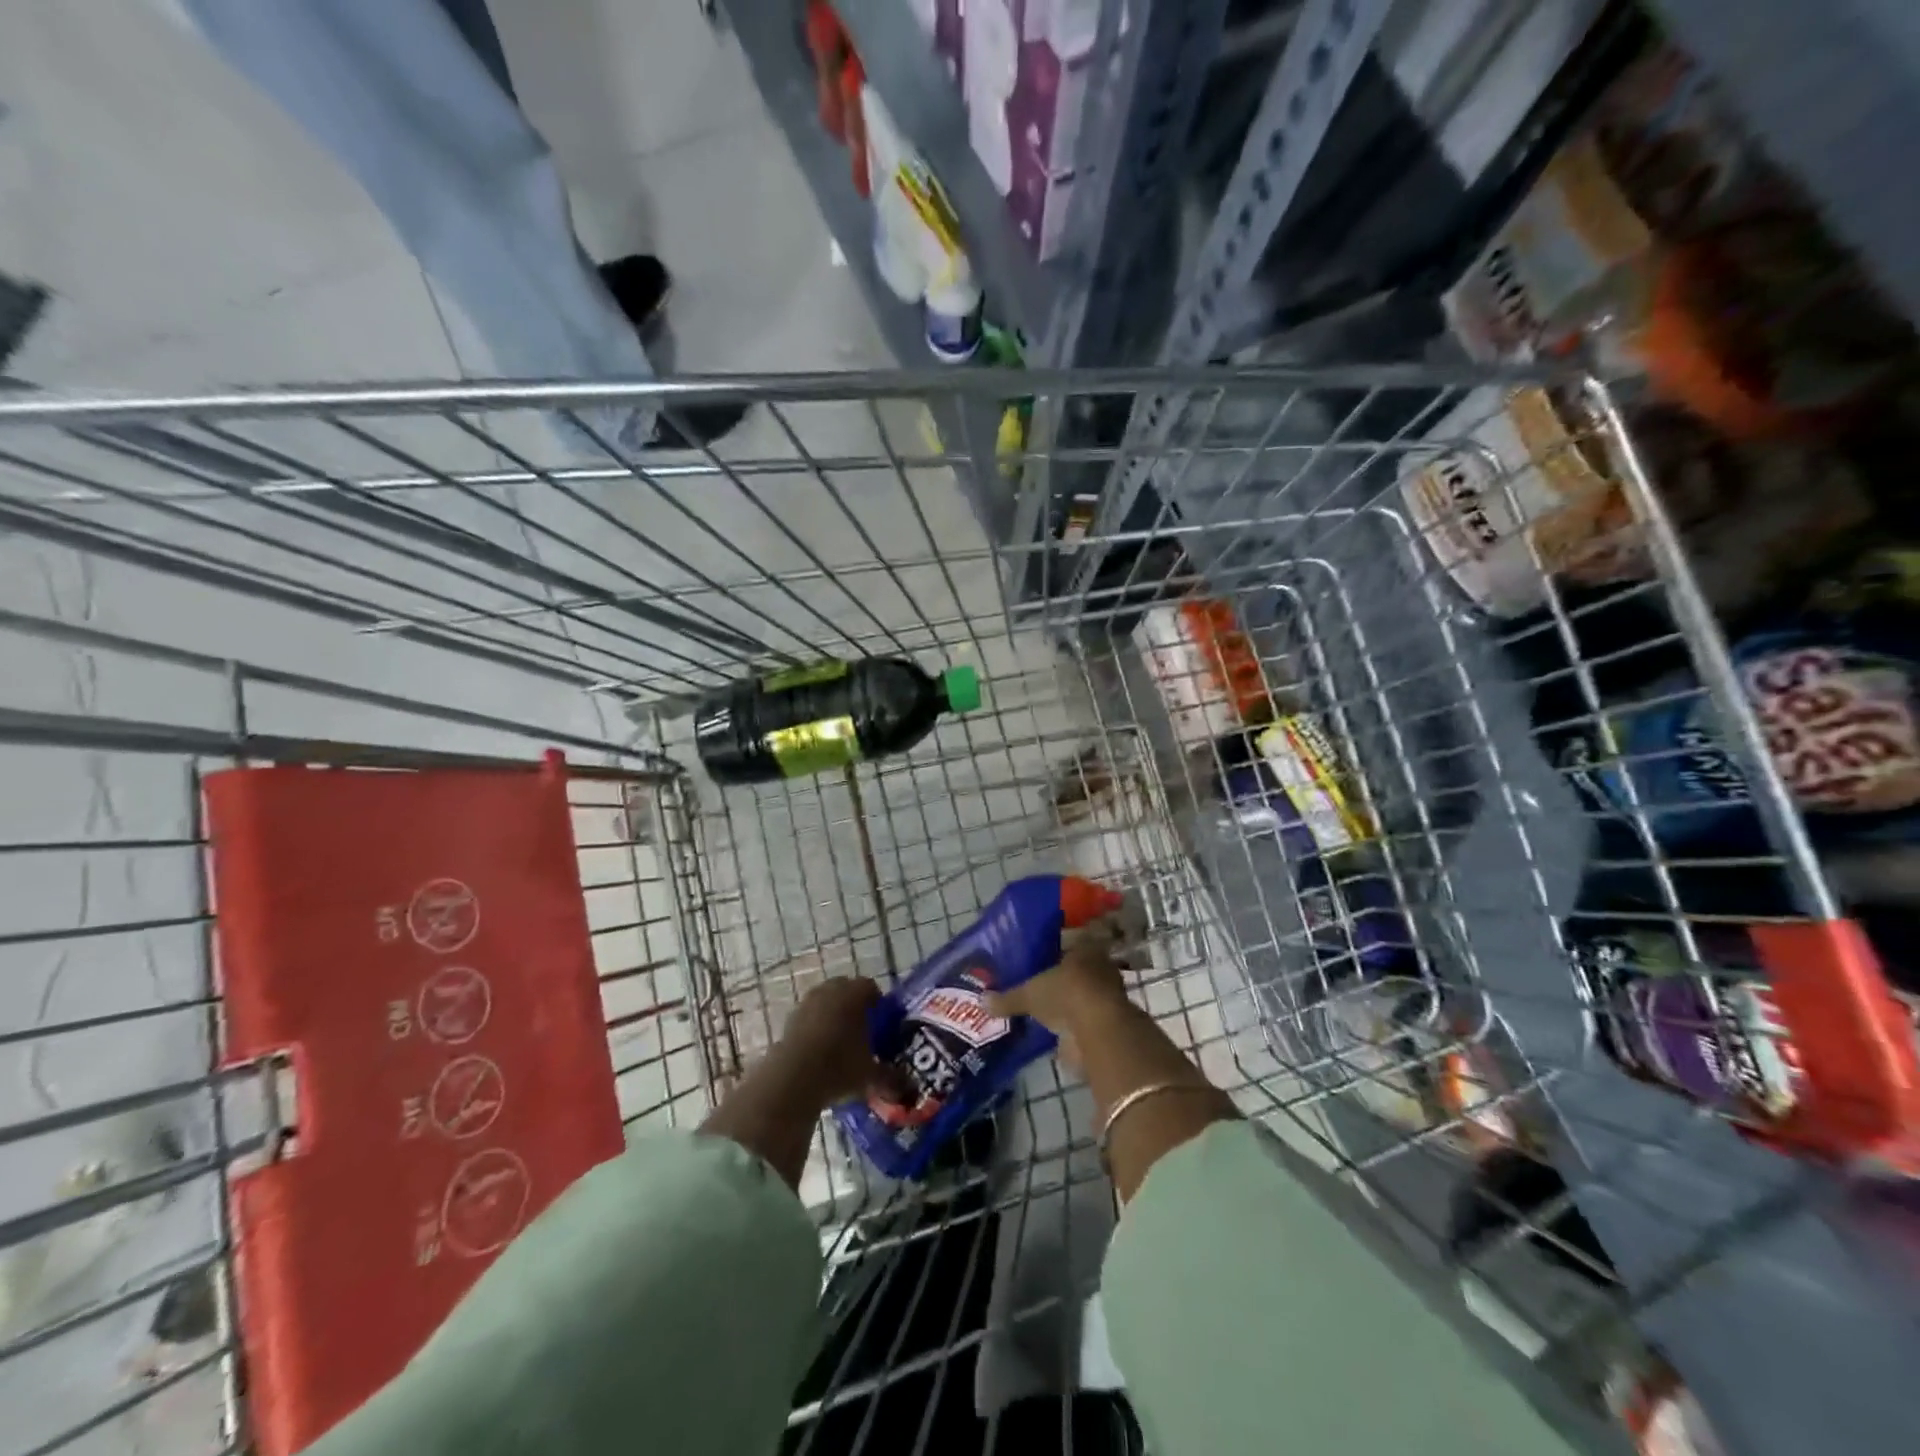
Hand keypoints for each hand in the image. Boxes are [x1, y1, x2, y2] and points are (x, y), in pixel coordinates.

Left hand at [776, 977, 897, 1107]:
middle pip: (846, 990)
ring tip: (840, 1043)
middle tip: (863, 1031)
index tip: (882, 1024)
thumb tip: (911, 1088)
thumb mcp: (871, 1076)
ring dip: (833, 1016)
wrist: (792, 1079)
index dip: (878, 1004)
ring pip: (825, 1003)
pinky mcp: (789, 1019)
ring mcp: (807, 1003)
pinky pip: (808, 1018)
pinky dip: (815, 1029)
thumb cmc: (839, 1067)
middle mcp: (831, 990)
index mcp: (854, 994)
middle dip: (854, 1007)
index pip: (871, 988)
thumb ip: (892, 1078)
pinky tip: (820, 1053)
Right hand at [986, 918, 1132, 1068]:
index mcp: (1084, 948)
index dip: (1052, 950)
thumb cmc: (1066, 994)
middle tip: (1038, 985)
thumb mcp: (1029, 994)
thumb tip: (982, 1000)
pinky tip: (1055, 1030)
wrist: (1098, 1031)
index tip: (1036, 959)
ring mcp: (1106, 996)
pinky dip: (1072, 1024)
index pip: (1068, 943)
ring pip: (1082, 994)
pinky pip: (1084, 1018)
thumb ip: (1008, 998)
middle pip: (1076, 969)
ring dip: (1068, 1002)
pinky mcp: (1107, 1023)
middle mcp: (1099, 968)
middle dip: (1060, 978)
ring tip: (1044, 1009)